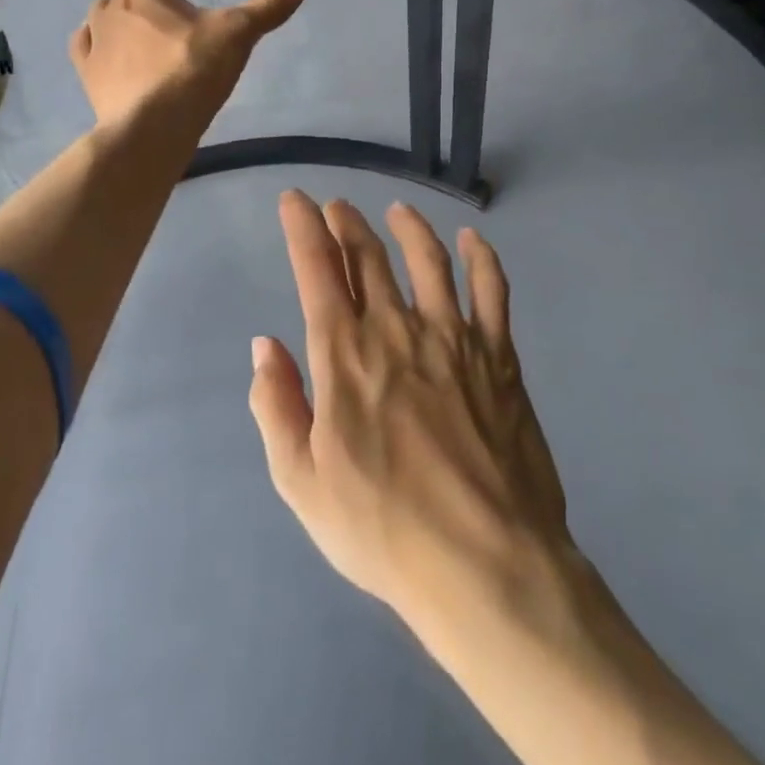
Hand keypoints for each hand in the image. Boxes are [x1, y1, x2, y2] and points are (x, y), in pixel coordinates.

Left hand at [69, 0, 302, 129]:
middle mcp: (110, 10)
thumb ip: (265, 10)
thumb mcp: (236, 35)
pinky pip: (88, 47)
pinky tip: (109, 49)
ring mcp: (95, 44)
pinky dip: (99, 41)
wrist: (149, 130)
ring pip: (103, 15)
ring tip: (144, 18)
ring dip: (122, 10)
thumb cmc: (190, 70)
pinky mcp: (89, 77)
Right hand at [249, 193, 570, 626]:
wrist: (485, 563)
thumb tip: (265, 344)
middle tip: (337, 207)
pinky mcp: (499, 354)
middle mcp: (397, 328)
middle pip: (370, 255)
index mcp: (345, 354)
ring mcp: (453, 336)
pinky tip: (473, 241)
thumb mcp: (302, 483)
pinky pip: (491, 290)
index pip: (317, 269)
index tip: (294, 200)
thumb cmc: (384, 530)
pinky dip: (482, 258)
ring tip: (397, 210)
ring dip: (408, 227)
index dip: (302, 227)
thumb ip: (277, 405)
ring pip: (428, 259)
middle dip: (347, 223)